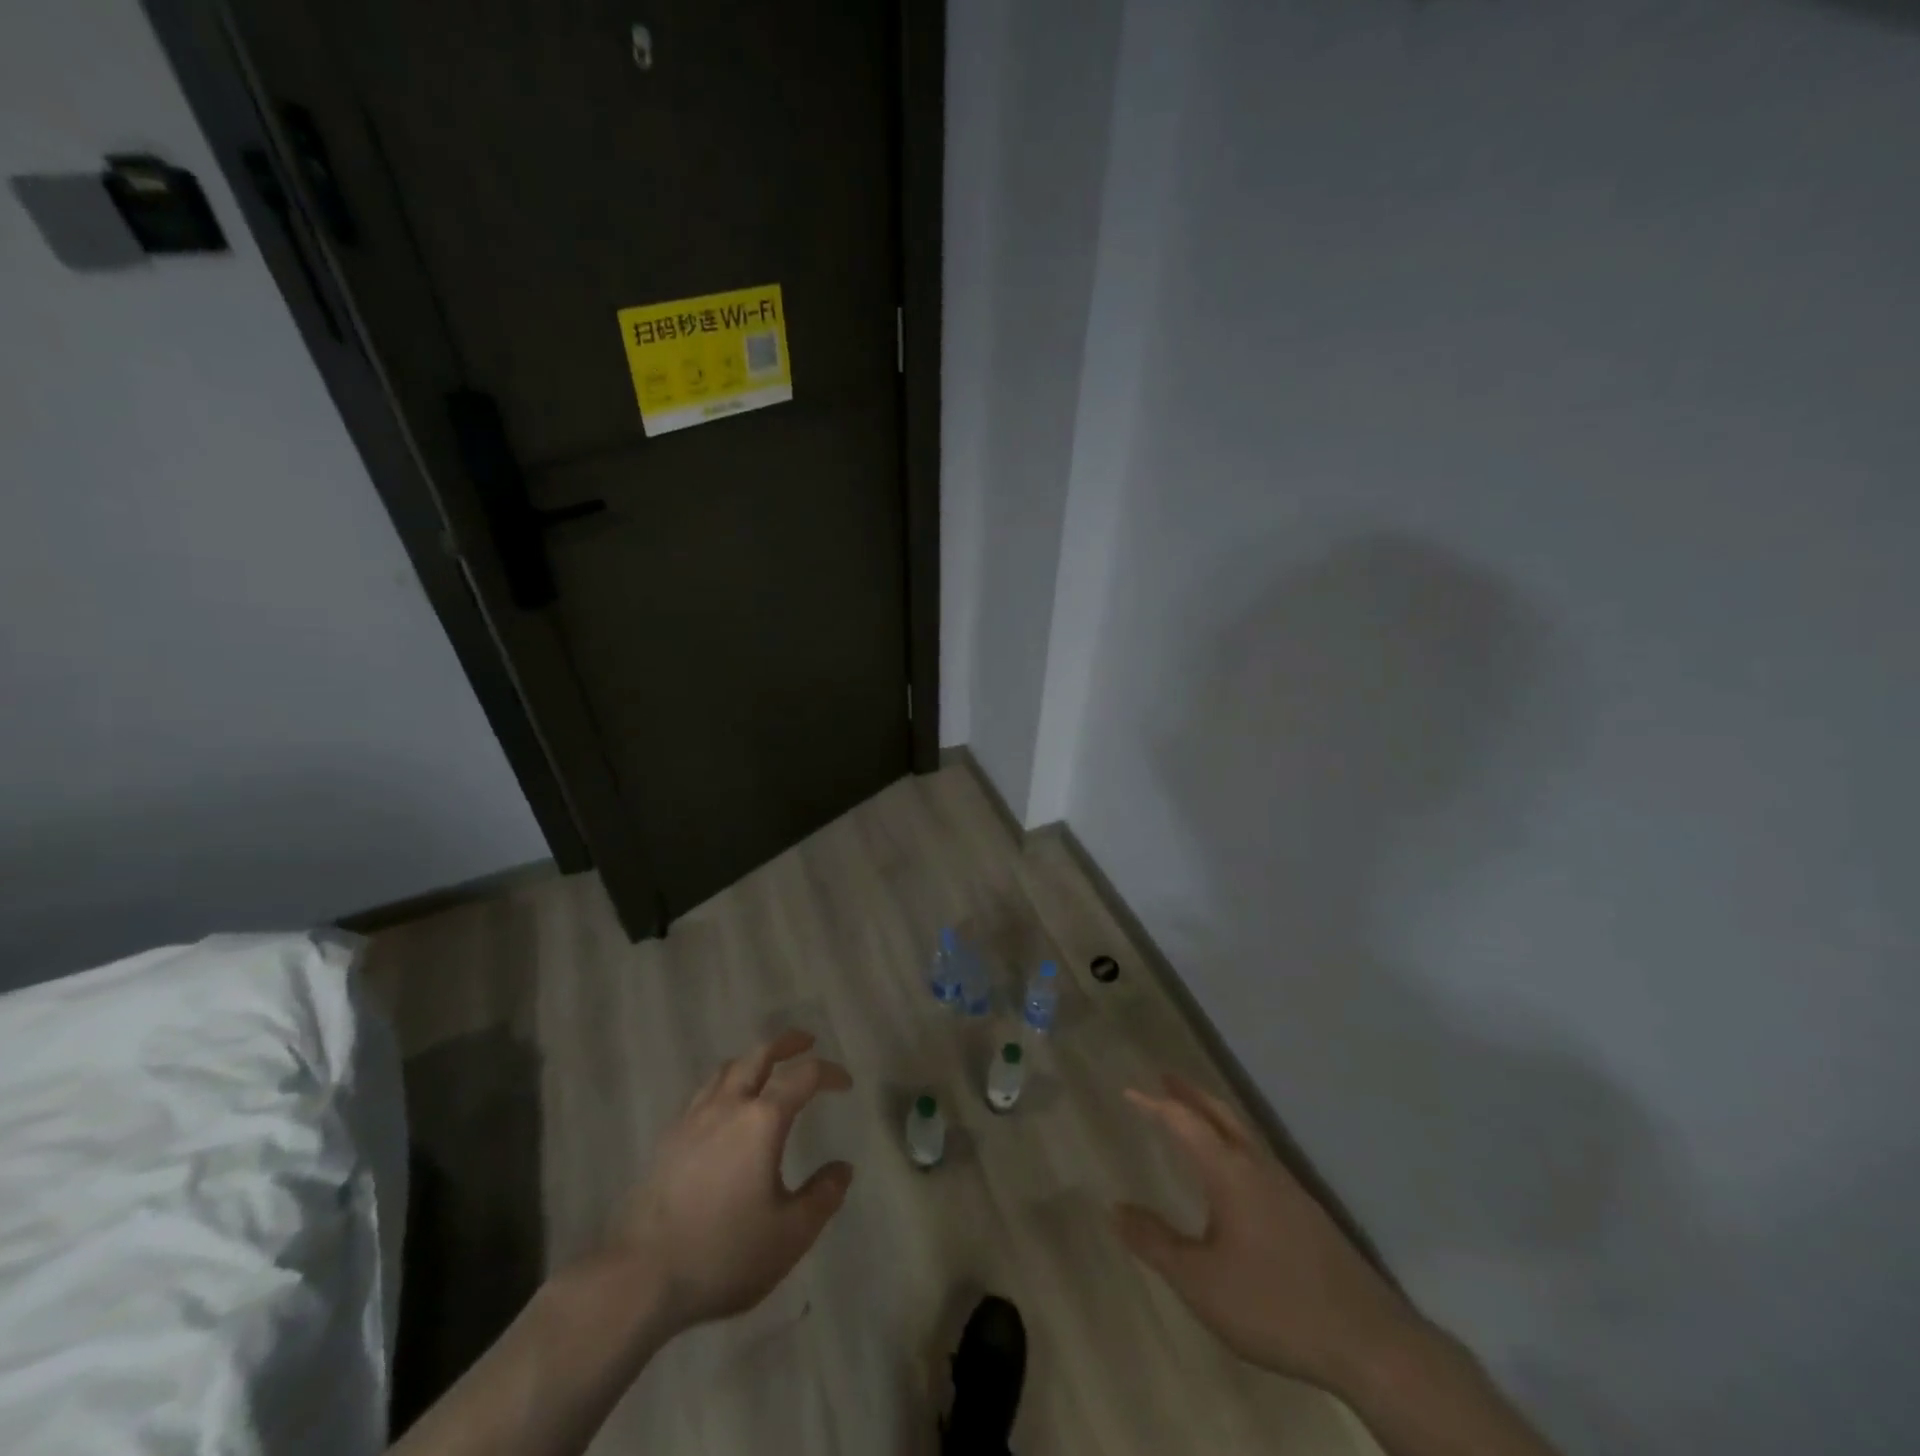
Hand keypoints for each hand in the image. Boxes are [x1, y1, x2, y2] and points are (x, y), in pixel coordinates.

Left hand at [604, 1029, 853, 1333]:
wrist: (639, 1278)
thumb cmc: (723, 1253)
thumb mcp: (789, 1235)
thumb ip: (822, 1197)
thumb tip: (842, 1169)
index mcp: (763, 1120)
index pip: (803, 1076)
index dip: (829, 1073)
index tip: (845, 1083)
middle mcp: (728, 1106)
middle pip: (759, 1055)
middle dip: (787, 1043)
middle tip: (806, 1043)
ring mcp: (693, 1120)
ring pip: (726, 1069)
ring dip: (752, 1060)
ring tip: (765, 1070)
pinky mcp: (667, 1140)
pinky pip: (702, 1094)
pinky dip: (724, 1085)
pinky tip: (724, 1110)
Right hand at [1116, 1074, 1416, 1392]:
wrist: (1368, 1342)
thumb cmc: (1273, 1304)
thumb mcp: (1201, 1282)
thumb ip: (1155, 1243)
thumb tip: (1115, 1208)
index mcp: (1229, 1172)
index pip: (1184, 1121)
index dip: (1154, 1104)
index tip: (1128, 1090)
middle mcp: (1258, 1166)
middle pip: (1220, 1113)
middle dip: (1190, 1093)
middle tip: (1164, 1077)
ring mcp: (1287, 1186)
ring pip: (1243, 1132)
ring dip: (1213, 1113)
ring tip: (1193, 1112)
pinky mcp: (1306, 1211)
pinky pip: (1258, 1154)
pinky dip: (1234, 1139)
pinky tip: (1234, 1168)